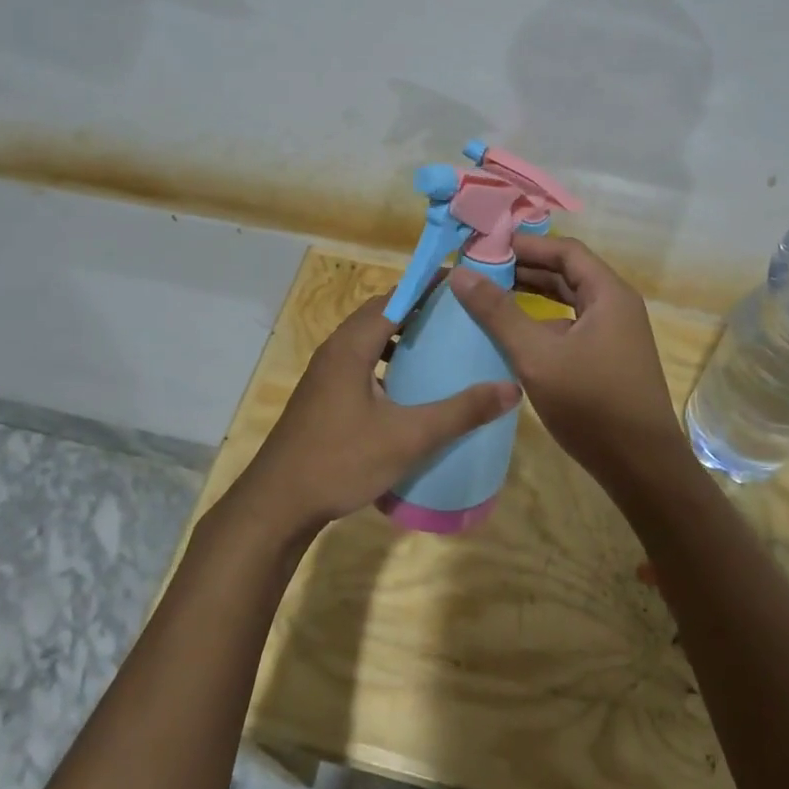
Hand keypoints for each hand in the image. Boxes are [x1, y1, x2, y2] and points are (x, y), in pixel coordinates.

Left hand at [224, 292, 520, 542]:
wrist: (278, 505)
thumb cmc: (341, 461)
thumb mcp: (408, 437)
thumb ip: (460, 412)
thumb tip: (511, 389)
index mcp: (352, 346)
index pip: (395, 298)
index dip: (427, 287)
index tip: (462, 284)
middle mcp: (335, 350)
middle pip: (380, 314)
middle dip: (418, 309)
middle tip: (458, 316)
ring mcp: (325, 374)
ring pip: (368, 339)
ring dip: (401, 336)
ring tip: (439, 346)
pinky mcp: (323, 396)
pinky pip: (361, 362)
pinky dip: (386, 360)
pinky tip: (408, 388)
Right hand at [450, 235, 689, 488]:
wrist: (642, 468)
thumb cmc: (591, 404)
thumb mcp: (536, 356)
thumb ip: (498, 313)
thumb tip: (460, 273)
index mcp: (608, 294)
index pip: (565, 251)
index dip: (525, 245)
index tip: (486, 247)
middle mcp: (616, 306)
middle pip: (568, 273)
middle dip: (525, 269)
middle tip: (481, 269)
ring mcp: (615, 334)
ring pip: (569, 301)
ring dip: (533, 295)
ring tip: (491, 295)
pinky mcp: (609, 359)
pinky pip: (572, 326)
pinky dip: (543, 322)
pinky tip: (516, 335)